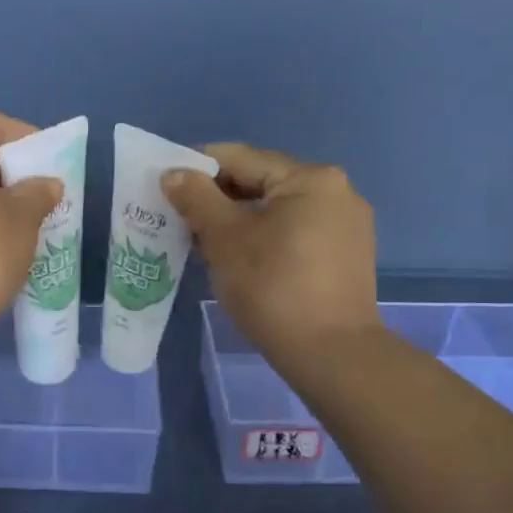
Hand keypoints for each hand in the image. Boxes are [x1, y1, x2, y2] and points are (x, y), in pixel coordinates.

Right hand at [162, 143, 379, 363]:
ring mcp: (346, 224)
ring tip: (205, 241)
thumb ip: (196, 198)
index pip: (240, 157)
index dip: (197, 167)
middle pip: (262, 181)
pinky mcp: (346, 254)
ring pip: (277, 208)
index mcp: (310, 178)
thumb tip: (173, 173)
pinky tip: (241, 259)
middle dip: (218, 196)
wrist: (332, 354)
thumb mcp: (225, 239)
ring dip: (239, 219)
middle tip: (180, 217)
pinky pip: (295, 231)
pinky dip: (264, 237)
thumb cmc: (274, 288)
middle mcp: (335, 191)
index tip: (166, 185)